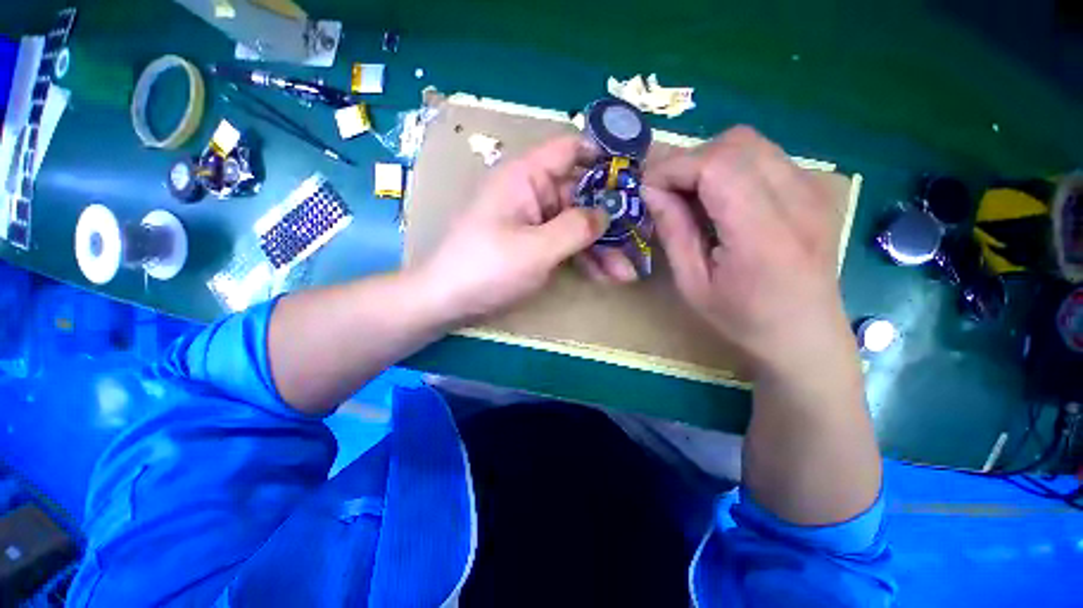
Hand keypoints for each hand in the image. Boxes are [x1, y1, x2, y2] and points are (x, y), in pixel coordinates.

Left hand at [417, 135, 636, 322]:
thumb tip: (608, 210)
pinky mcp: (534, 243)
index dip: (605, 157)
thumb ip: (576, 227)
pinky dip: (584, 257)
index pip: (571, 149)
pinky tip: (604, 275)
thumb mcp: (536, 249)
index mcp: (527, 177)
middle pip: (582, 195)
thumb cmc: (487, 268)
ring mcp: (534, 221)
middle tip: (640, 241)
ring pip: (577, 224)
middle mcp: (532, 192)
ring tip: (626, 273)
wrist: (448, 300)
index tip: (636, 178)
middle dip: (610, 220)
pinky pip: (565, 243)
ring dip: (602, 247)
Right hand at [642, 126, 849, 374]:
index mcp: (763, 234)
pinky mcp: (817, 190)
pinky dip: (733, 166)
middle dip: (690, 160)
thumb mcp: (693, 285)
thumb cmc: (743, 321)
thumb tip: (652, 190)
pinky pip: (766, 156)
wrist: (806, 337)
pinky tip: (723, 199)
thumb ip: (674, 232)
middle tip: (668, 192)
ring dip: (711, 160)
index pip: (717, 166)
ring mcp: (814, 191)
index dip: (675, 167)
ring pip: (752, 143)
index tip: (648, 188)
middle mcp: (798, 200)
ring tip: (693, 195)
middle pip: (736, 143)